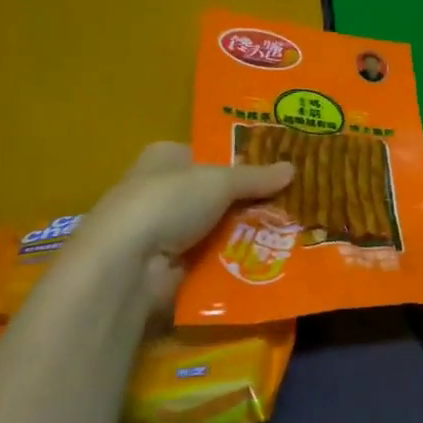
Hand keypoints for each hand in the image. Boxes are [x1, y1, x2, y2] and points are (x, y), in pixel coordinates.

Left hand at [76, 142, 292, 311]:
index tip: (279, 171)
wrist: (128, 266)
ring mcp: (167, 232)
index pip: (209, 155)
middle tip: (294, 204)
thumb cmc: (167, 203)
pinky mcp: (174, 267)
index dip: (243, 161)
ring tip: (294, 233)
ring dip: (249, 233)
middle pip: (218, 194)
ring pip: (220, 228)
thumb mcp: (218, 181)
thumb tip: (292, 168)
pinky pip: (215, 259)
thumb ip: (255, 177)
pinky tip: (271, 259)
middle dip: (252, 201)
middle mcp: (163, 191)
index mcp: (165, 158)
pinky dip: (238, 261)